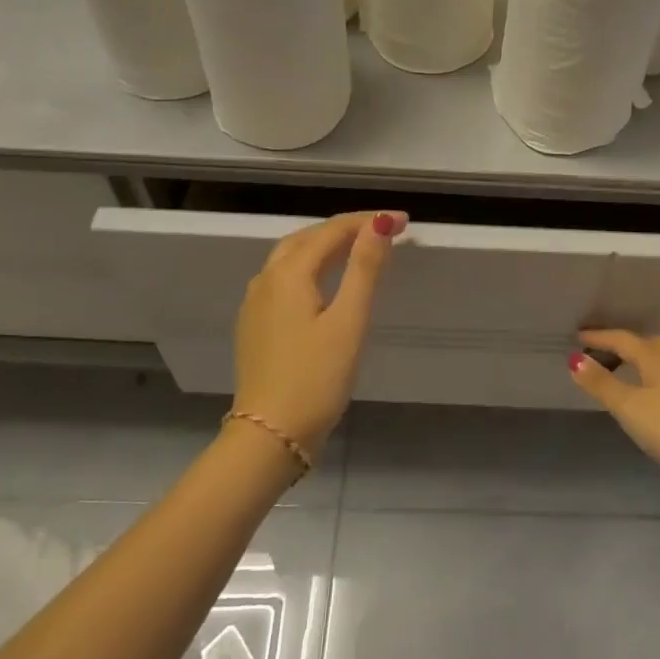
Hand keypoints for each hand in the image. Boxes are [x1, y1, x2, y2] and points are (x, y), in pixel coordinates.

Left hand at [232, 211, 403, 452]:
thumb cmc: (315, 379)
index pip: (332, 230)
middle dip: (346, 228)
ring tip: (360, 248)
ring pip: (292, 257)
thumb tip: (378, 223)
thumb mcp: (348, 321)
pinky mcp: (256, 324)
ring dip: (326, 245)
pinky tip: (326, 281)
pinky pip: (284, 278)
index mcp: (288, 273)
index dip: (369, 221)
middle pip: (308, 237)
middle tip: (384, 230)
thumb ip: (364, 268)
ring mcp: (256, 303)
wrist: (268, 437)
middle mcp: (266, 279)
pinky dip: (311, 266)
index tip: (404, 221)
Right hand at [569, 329, 659, 487]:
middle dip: (622, 344)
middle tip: (602, 350)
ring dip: (641, 358)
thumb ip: (602, 383)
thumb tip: (574, 359)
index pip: (621, 339)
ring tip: (626, 368)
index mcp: (654, 357)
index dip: (598, 338)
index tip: (578, 338)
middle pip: (645, 343)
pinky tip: (654, 391)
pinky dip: (655, 374)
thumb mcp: (630, 407)